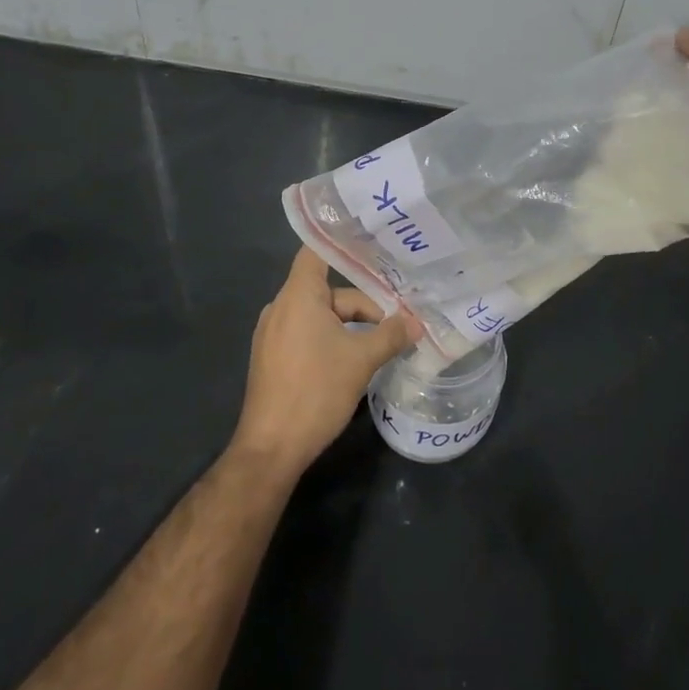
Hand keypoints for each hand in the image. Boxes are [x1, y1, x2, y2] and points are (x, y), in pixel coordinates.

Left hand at [231, 247, 416, 477]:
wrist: (271, 448)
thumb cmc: (315, 391)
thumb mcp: (361, 360)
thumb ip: (390, 335)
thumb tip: (417, 323)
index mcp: (298, 296)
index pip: (316, 251)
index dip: (342, 241)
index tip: (372, 240)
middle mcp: (281, 307)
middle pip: (329, 291)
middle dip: (364, 305)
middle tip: (400, 317)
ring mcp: (274, 334)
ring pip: (321, 316)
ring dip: (351, 325)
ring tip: (385, 339)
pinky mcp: (274, 358)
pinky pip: (308, 334)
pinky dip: (333, 339)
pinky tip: (356, 359)